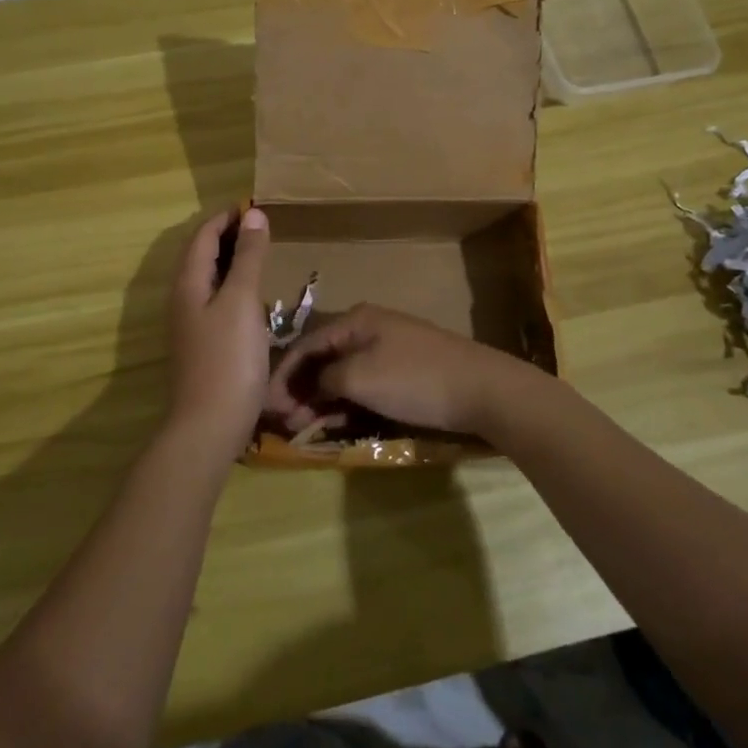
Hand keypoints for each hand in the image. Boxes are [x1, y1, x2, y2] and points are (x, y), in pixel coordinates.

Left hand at [164, 206, 271, 457]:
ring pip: (207, 278)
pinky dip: (232, 284)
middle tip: (262, 226)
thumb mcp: (241, 301)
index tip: (255, 206)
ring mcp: (190, 323)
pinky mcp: (201, 343)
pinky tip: (252, 296)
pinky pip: (214, 299)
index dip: (226, 217)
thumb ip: (248, 257)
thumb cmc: (227, 358)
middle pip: (201, 254)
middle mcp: (182, 298)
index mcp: (188, 282)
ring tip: (260, 253)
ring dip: (230, 260)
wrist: (208, 427)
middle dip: (227, 235)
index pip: (203, 235)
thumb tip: (253, 214)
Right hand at [265, 303, 530, 436]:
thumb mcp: (360, 378)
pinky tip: (336, 423)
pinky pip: (364, 383)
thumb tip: (314, 385)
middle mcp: (368, 328)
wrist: (482, 389)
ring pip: (342, 372)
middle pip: (322, 358)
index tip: (266, 405)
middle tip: (285, 422)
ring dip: (321, 398)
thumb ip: (326, 378)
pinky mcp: (404, 371)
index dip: (282, 374)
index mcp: (354, 321)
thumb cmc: (415, 379)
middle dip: (300, 388)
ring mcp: (388, 349)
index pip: (305, 344)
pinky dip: (346, 401)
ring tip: (305, 426)